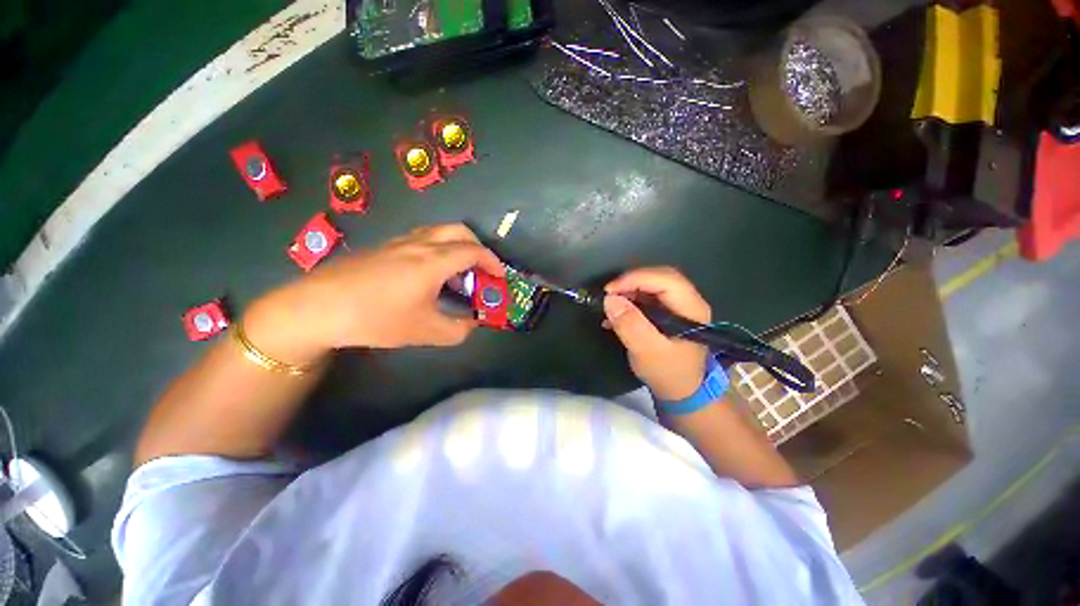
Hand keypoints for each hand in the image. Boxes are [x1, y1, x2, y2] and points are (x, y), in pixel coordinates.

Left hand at [244, 224, 504, 362]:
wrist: (317, 307)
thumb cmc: (376, 318)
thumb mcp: (425, 331)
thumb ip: (458, 329)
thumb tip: (472, 324)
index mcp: (434, 261)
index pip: (474, 251)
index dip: (493, 262)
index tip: (500, 277)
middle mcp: (420, 244)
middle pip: (459, 231)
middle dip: (478, 247)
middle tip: (482, 269)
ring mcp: (399, 242)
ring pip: (439, 233)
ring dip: (457, 247)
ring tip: (458, 274)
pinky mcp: (384, 247)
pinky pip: (422, 239)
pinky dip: (438, 250)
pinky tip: (430, 274)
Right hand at [603, 267, 710, 401]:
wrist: (681, 393)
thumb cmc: (668, 373)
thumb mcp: (647, 352)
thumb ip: (630, 325)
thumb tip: (610, 299)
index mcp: (691, 309)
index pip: (666, 280)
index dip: (636, 279)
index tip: (610, 290)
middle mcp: (688, 302)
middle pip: (660, 278)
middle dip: (631, 282)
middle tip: (609, 294)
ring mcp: (678, 307)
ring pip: (652, 286)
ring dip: (629, 291)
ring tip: (610, 305)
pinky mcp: (668, 313)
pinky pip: (648, 298)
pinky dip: (630, 301)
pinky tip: (615, 315)